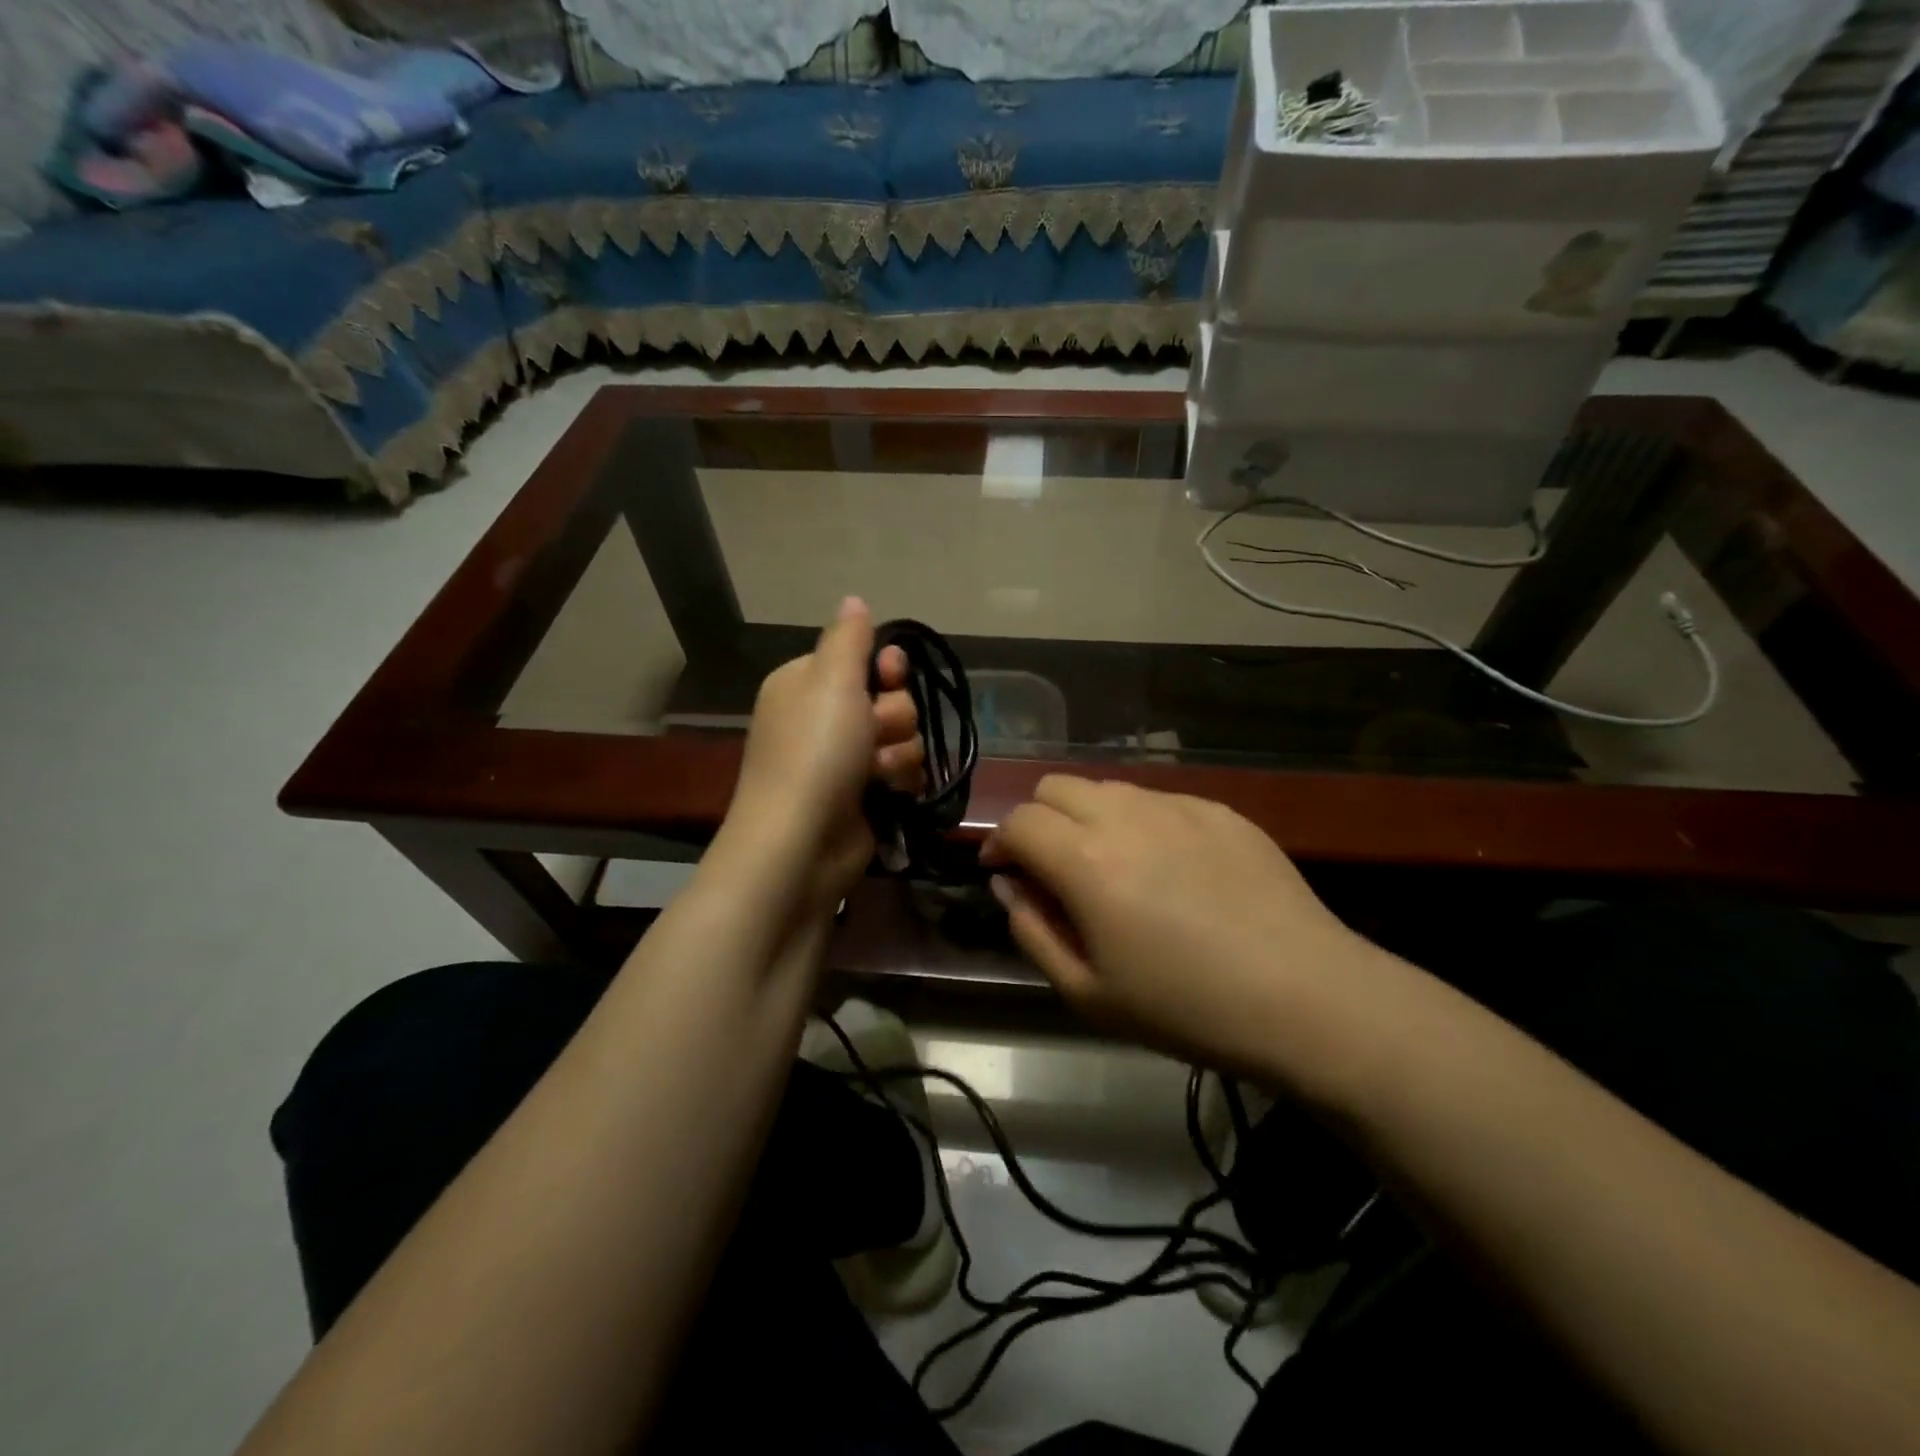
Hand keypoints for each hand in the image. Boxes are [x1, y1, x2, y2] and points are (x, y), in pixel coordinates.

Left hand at [718, 597, 922, 907]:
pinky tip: (890, 794)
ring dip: (899, 753)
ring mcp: (844, 760)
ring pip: (903, 737)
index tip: (890, 676)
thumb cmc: (815, 752)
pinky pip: (903, 772)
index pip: (862, 657)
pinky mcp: (865, 795)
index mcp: (807, 683)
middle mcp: (824, 718)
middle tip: (873, 734)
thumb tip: (853, 599)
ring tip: (878, 774)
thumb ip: (848, 638)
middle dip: (893, 716)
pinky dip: (901, 781)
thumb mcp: (830, 680)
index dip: (885, 667)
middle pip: (890, 698)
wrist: (802, 842)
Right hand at [980, 776, 1369, 1073]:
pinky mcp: (1220, 810)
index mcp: (1085, 859)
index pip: (1018, 821)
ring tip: (1110, 866)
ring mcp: (1178, 806)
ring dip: (1088, 817)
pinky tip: (1169, 869)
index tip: (1004, 872)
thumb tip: (1009, 886)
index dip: (999, 843)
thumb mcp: (1087, 992)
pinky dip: (1140, 822)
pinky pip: (1159, 799)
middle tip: (1053, 868)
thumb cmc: (1185, 1006)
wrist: (1305, 997)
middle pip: (1055, 786)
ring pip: (1107, 788)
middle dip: (1038, 820)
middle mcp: (1125, 815)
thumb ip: (1032, 930)